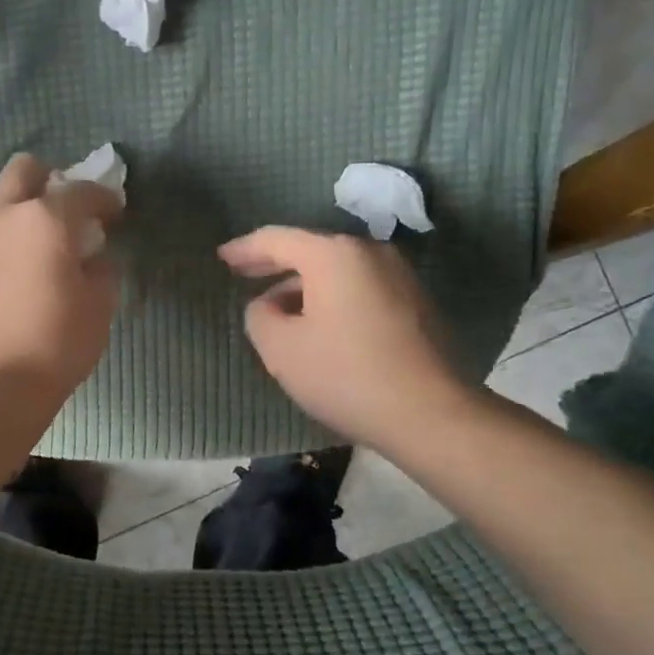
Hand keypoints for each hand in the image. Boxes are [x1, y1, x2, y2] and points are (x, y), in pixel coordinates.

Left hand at [0, 154, 123, 402]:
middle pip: (25, 170)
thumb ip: (101, 267)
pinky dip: (3, 235)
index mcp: (45, 218)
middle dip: (51, 180)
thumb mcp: (99, 305)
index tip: (116, 214)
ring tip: (40, 243)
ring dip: (21, 208)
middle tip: (69, 213)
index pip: (82, 190)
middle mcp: (3, 214)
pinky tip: (17, 266)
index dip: (105, 198)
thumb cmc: (55, 342)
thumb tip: (93, 256)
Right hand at [218, 226, 470, 446]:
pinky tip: (319, 324)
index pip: (277, 239)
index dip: (244, 249)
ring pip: (337, 271)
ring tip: (278, 308)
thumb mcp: (281, 348)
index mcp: (333, 255)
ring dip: (304, 285)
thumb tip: (268, 305)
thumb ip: (259, 316)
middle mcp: (370, 253)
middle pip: (311, 250)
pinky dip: (332, 298)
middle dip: (274, 264)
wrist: (430, 415)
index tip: (222, 258)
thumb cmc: (345, 375)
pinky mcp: (416, 303)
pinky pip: (360, 288)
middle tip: (243, 273)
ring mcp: (399, 276)